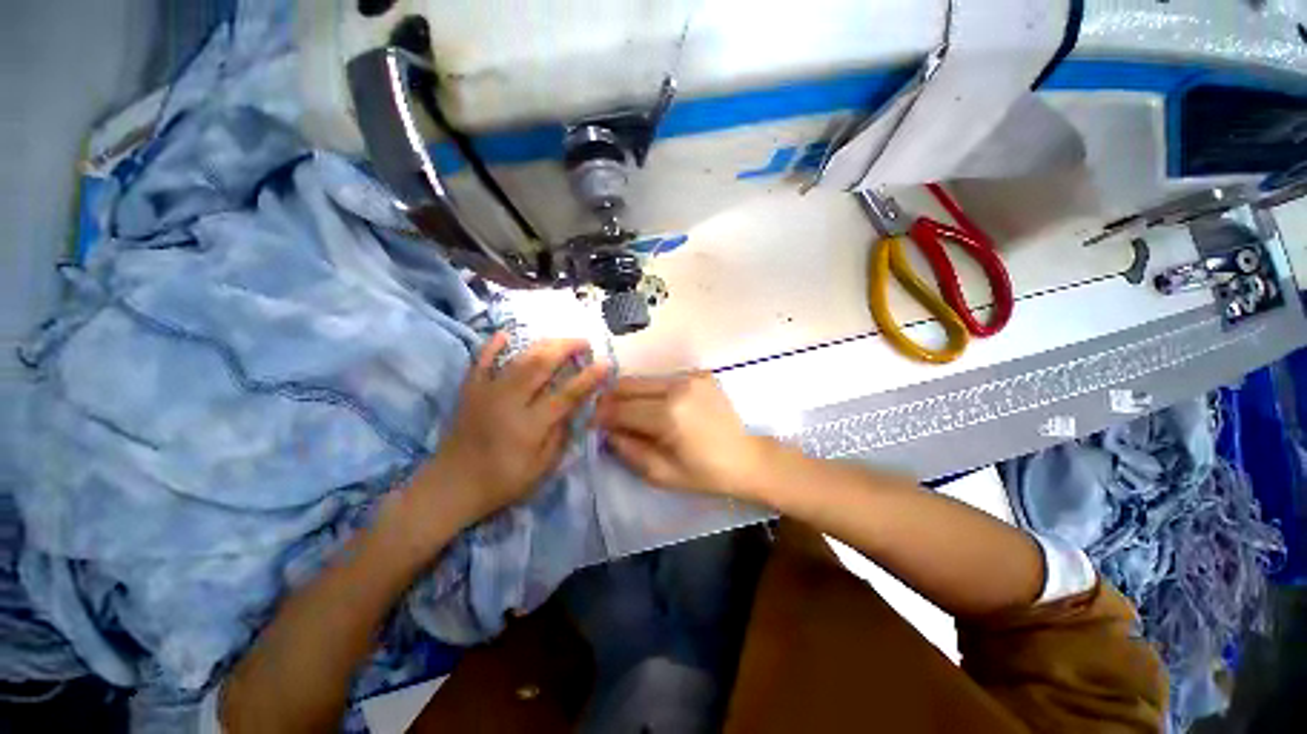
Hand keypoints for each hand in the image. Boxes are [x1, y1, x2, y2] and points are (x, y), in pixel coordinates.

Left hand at [409, 334, 608, 529]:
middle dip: (566, 348)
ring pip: (518, 359)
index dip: (588, 377)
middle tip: (584, 342)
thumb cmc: (501, 482)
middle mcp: (509, 402)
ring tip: (560, 340)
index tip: (606, 363)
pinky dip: (493, 346)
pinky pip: (481, 361)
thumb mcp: (540, 469)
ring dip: (542, 344)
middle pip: (541, 365)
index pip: (566, 394)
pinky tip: (505, 334)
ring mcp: (487, 393)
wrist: (450, 487)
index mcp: (530, 425)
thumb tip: (574, 408)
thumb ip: (560, 436)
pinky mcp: (470, 391)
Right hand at [595, 373, 773, 498]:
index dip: (600, 416)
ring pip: (644, 379)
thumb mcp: (662, 474)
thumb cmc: (707, 474)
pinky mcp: (700, 374)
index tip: (592, 424)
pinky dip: (652, 391)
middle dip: (610, 400)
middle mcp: (677, 387)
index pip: (620, 409)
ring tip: (629, 412)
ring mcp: (690, 377)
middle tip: (605, 416)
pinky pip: (664, 379)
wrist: (749, 457)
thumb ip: (628, 450)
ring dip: (630, 394)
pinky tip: (656, 407)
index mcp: (668, 415)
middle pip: (628, 384)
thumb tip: (606, 431)